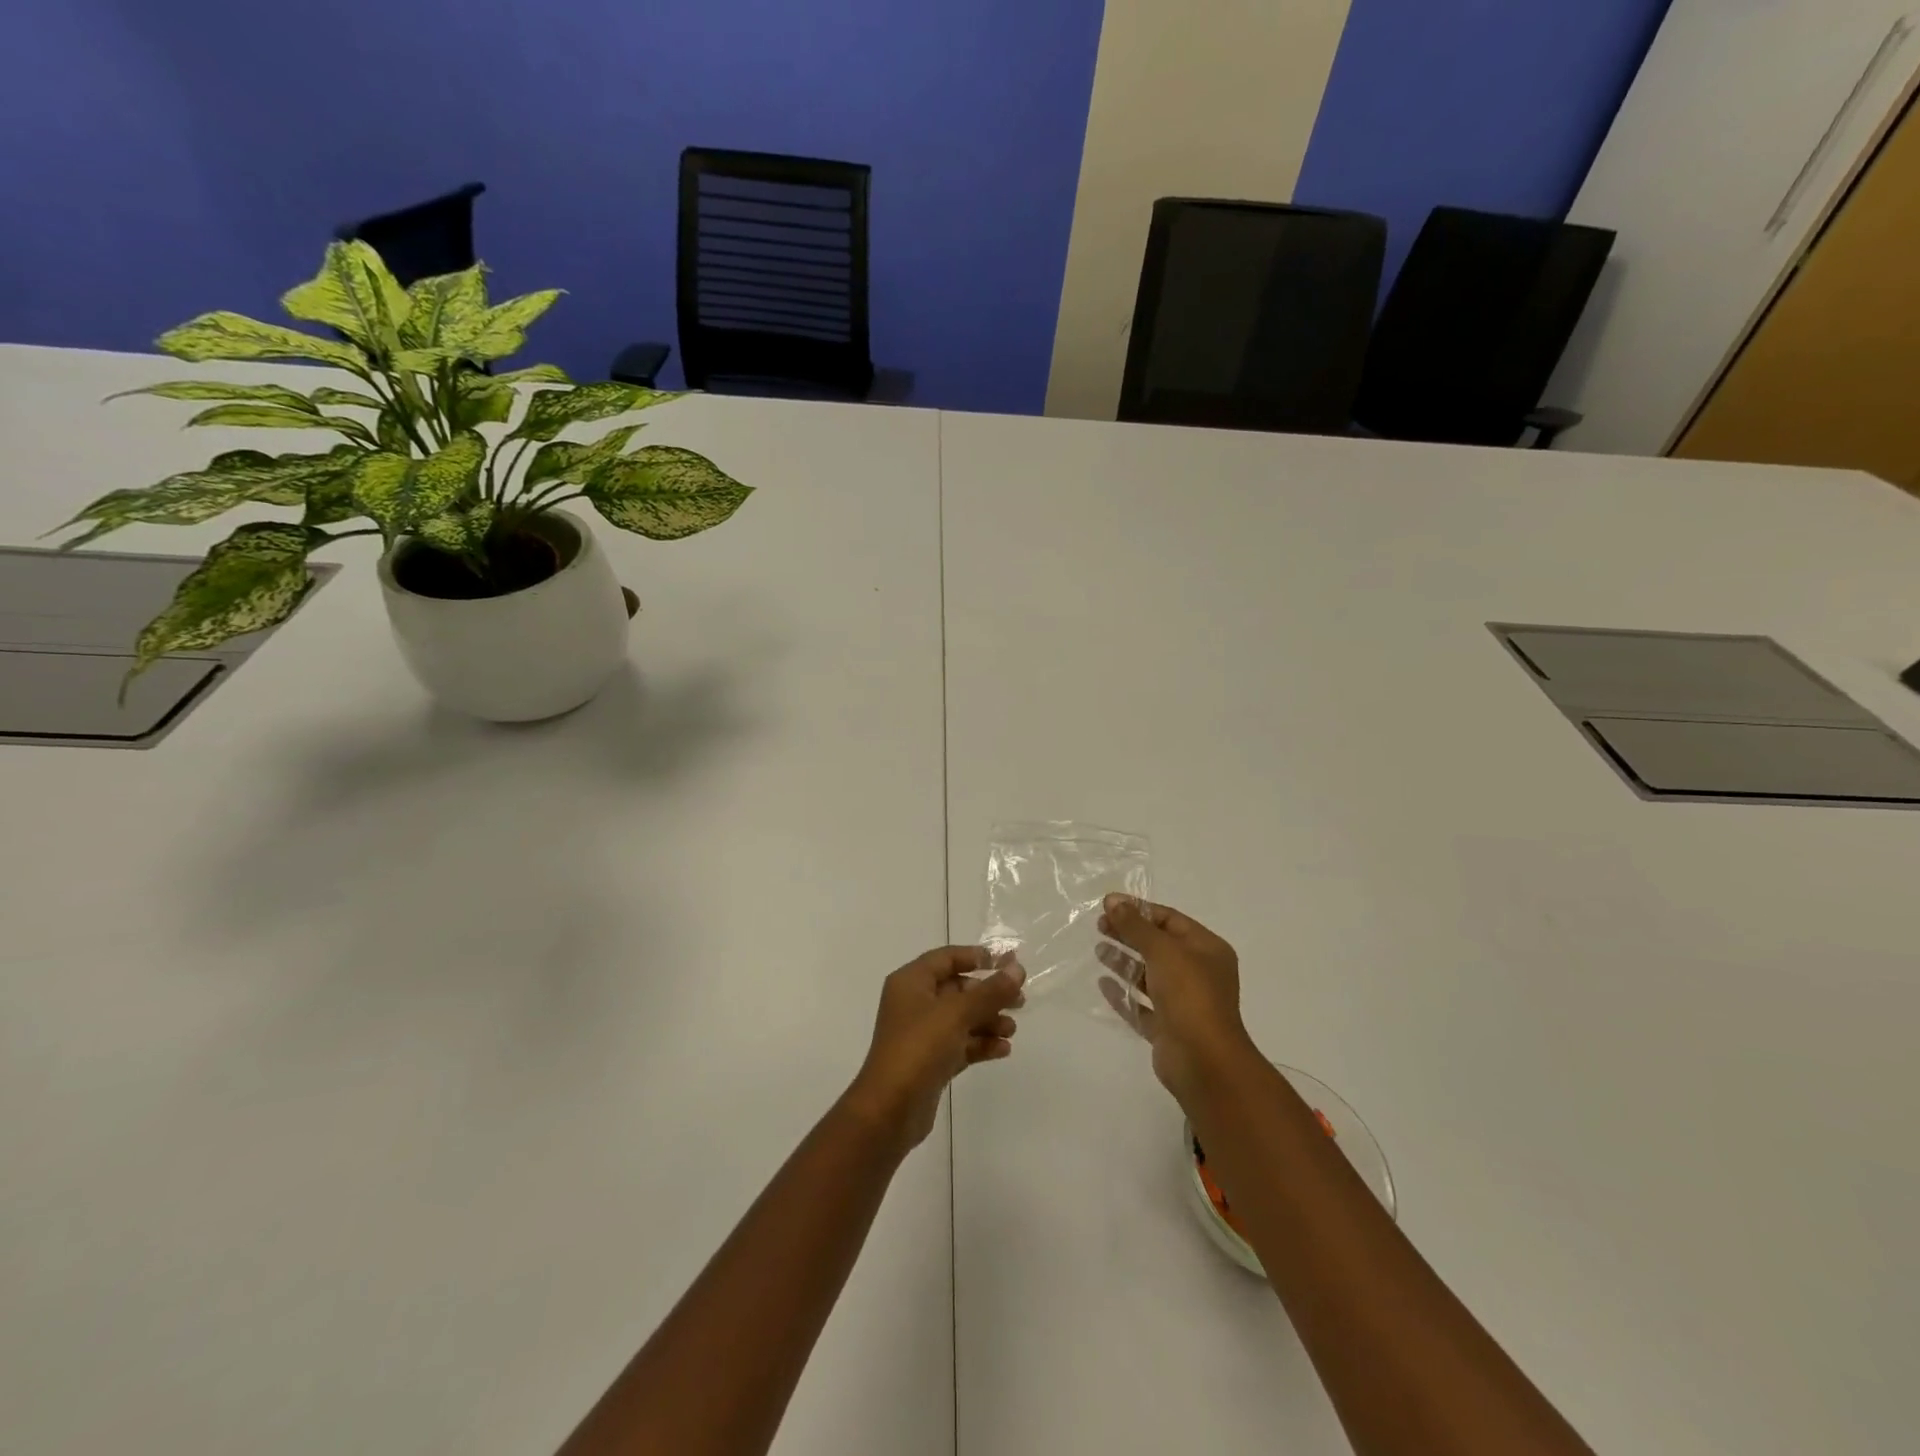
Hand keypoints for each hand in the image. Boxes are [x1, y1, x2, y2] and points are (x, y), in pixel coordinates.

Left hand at [843, 946, 1025, 1154]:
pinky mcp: (930, 1062)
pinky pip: (960, 1044)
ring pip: (961, 1018)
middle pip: (957, 989)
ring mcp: (921, 1034)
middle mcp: (914, 1003)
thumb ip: (990, 991)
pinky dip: (980, 1044)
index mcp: (911, 982)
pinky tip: (1003, 1050)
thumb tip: (1017, 969)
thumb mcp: (957, 1013)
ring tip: (1011, 1029)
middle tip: (1019, 1001)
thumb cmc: (919, 1048)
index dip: (976, 956)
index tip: (1006, 962)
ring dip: (988, 1020)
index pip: (946, 958)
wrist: (890, 1110)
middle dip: (988, 994)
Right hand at [1097, 895, 1256, 1104]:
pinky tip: (1102, 984)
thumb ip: (1135, 925)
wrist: (1203, 1061)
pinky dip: (1123, 993)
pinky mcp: (1167, 1028)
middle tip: (1099, 925)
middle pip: (1158, 946)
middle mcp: (1198, 973)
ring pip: (1149, 975)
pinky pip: (1141, 1005)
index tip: (1108, 905)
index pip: (1170, 920)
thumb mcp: (1162, 950)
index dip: (1139, 910)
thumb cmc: (1189, 995)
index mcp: (1207, 949)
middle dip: (1129, 934)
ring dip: (1124, 962)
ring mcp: (1183, 1002)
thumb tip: (1113, 900)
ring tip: (1098, 951)